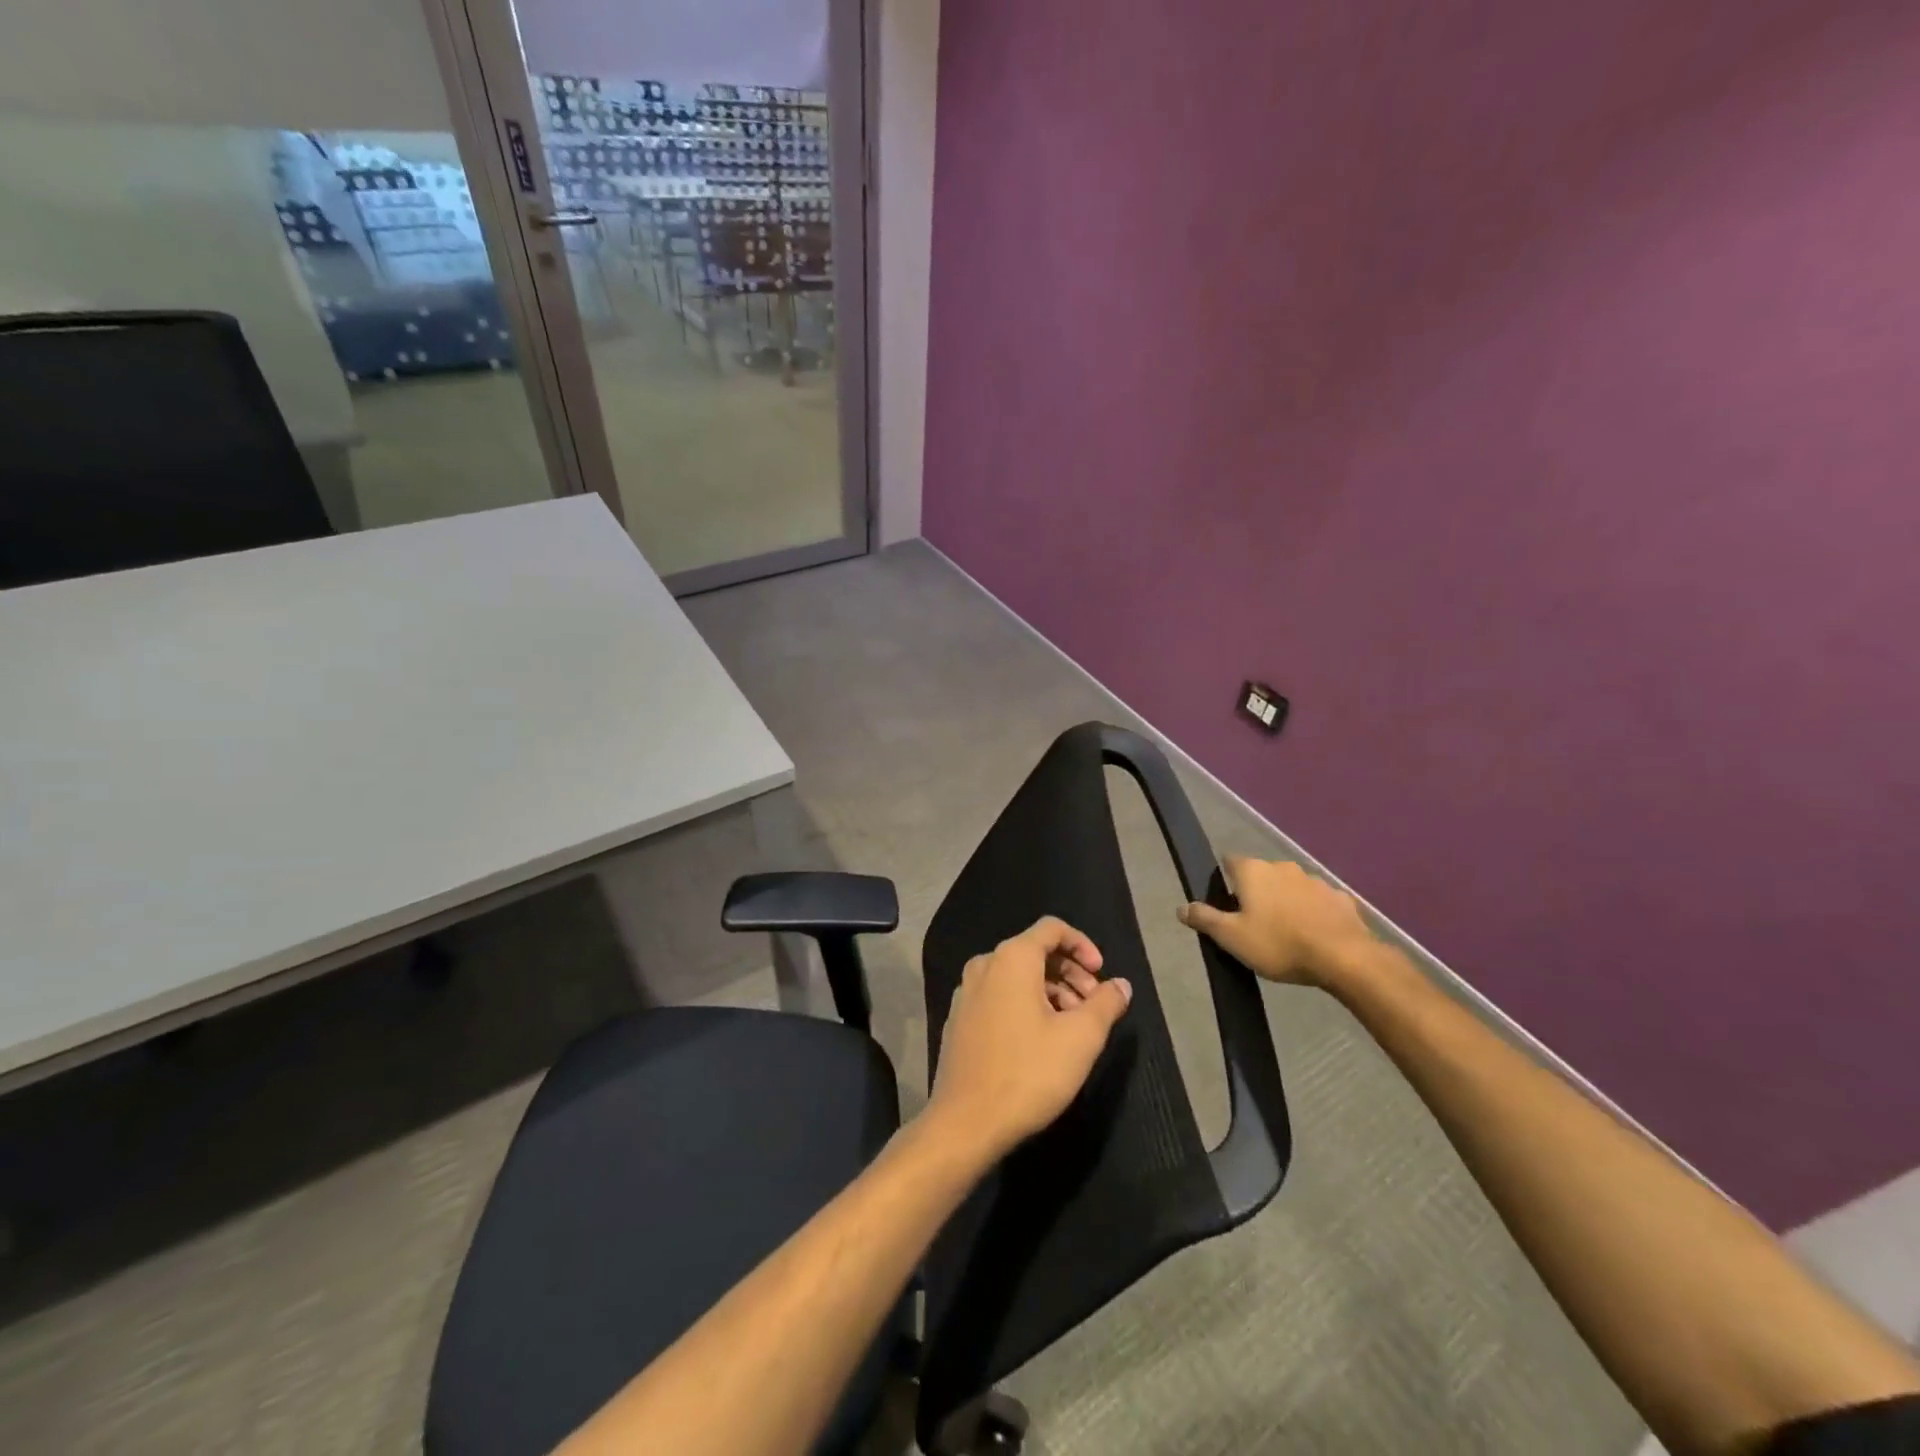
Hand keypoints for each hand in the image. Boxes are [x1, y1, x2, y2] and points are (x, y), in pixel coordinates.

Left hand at [926, 917, 1132, 1163]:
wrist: (966, 1122)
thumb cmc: (1028, 1073)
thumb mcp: (1081, 1038)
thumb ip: (1106, 1004)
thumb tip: (1121, 985)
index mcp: (1012, 958)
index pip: (1053, 928)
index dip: (1083, 945)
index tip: (1102, 976)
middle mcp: (985, 965)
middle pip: (1035, 951)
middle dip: (1070, 973)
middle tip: (1095, 1006)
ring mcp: (966, 992)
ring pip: (1018, 976)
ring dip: (1051, 991)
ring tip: (1073, 1028)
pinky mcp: (959, 1018)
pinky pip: (999, 995)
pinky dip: (1026, 1005)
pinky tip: (1041, 1040)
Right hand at [1177, 857, 1377, 989]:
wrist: (1345, 958)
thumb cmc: (1279, 944)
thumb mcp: (1231, 937)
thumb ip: (1204, 919)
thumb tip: (1181, 907)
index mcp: (1253, 871)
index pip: (1229, 862)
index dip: (1225, 881)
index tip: (1226, 904)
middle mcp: (1283, 867)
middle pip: (1261, 875)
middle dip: (1257, 893)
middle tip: (1254, 924)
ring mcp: (1315, 880)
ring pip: (1291, 887)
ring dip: (1286, 902)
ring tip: (1287, 934)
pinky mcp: (1341, 898)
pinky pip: (1319, 902)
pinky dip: (1313, 913)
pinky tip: (1315, 936)